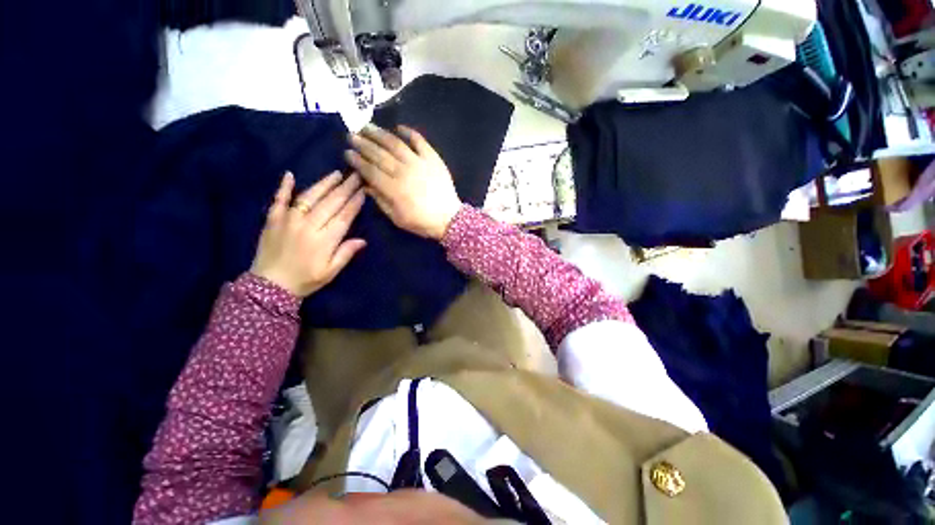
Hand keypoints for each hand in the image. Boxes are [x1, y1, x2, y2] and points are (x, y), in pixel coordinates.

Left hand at [250, 171, 365, 297]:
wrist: (269, 286)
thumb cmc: (305, 280)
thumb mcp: (330, 272)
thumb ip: (345, 254)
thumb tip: (363, 240)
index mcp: (324, 240)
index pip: (344, 216)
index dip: (354, 203)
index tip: (363, 191)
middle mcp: (308, 225)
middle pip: (330, 203)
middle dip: (345, 189)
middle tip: (356, 176)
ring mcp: (288, 220)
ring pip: (309, 197)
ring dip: (324, 184)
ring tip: (336, 174)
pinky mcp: (273, 219)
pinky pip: (279, 199)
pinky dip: (284, 187)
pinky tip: (289, 175)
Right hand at [345, 124, 461, 239]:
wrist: (449, 218)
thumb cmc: (421, 222)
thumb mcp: (397, 218)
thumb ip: (380, 200)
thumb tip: (365, 184)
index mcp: (393, 188)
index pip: (370, 170)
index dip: (357, 160)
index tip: (347, 153)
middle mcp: (403, 171)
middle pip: (379, 154)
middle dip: (363, 144)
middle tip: (352, 135)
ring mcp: (419, 163)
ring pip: (395, 144)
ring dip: (379, 133)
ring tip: (367, 126)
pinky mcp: (432, 158)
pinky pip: (419, 141)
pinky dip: (408, 132)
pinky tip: (398, 127)